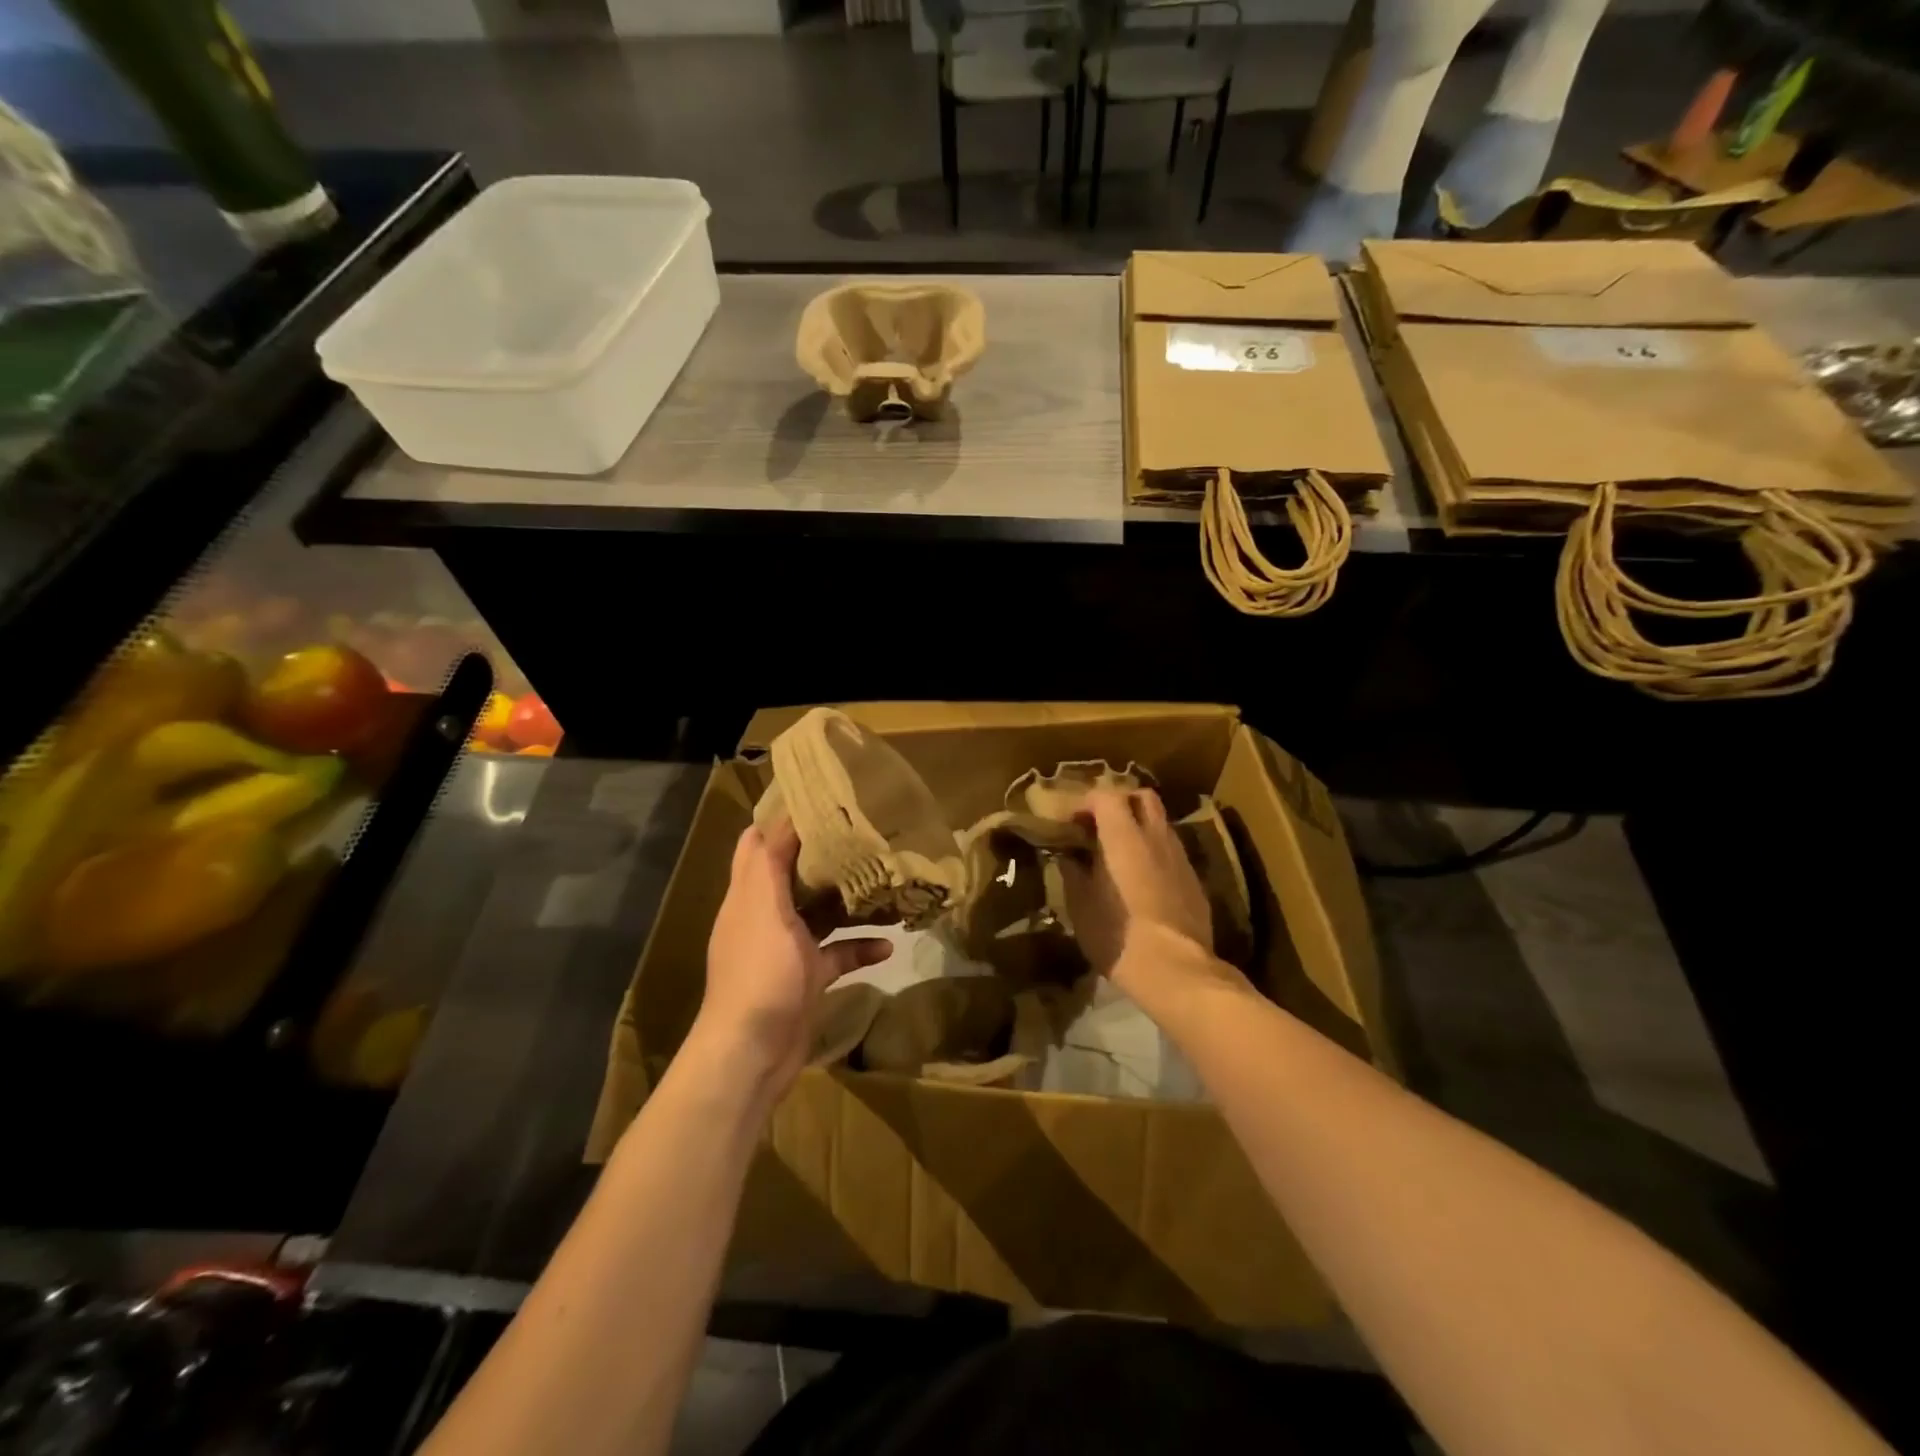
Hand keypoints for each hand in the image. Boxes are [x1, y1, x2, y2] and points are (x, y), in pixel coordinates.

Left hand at [695, 818, 891, 1100]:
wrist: (753, 1052)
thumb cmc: (759, 971)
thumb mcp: (762, 907)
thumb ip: (768, 863)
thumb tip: (780, 816)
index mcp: (748, 895)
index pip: (759, 844)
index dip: (783, 818)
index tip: (822, 796)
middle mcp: (765, 916)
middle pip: (794, 874)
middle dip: (824, 854)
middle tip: (863, 832)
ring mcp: (786, 949)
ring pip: (820, 913)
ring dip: (847, 899)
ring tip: (884, 879)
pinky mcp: (807, 978)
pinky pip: (838, 954)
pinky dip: (860, 948)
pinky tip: (890, 945)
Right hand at [1060, 789, 1221, 1002]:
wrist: (1175, 969)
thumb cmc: (1117, 933)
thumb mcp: (1080, 905)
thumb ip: (1072, 872)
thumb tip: (1067, 856)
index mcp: (1123, 836)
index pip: (1106, 795)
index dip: (1085, 802)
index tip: (1070, 821)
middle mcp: (1156, 836)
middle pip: (1143, 797)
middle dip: (1120, 802)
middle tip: (1099, 825)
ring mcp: (1180, 857)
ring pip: (1161, 823)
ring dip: (1139, 827)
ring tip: (1119, 853)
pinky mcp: (1194, 880)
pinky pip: (1171, 851)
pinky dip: (1154, 852)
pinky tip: (1142, 879)